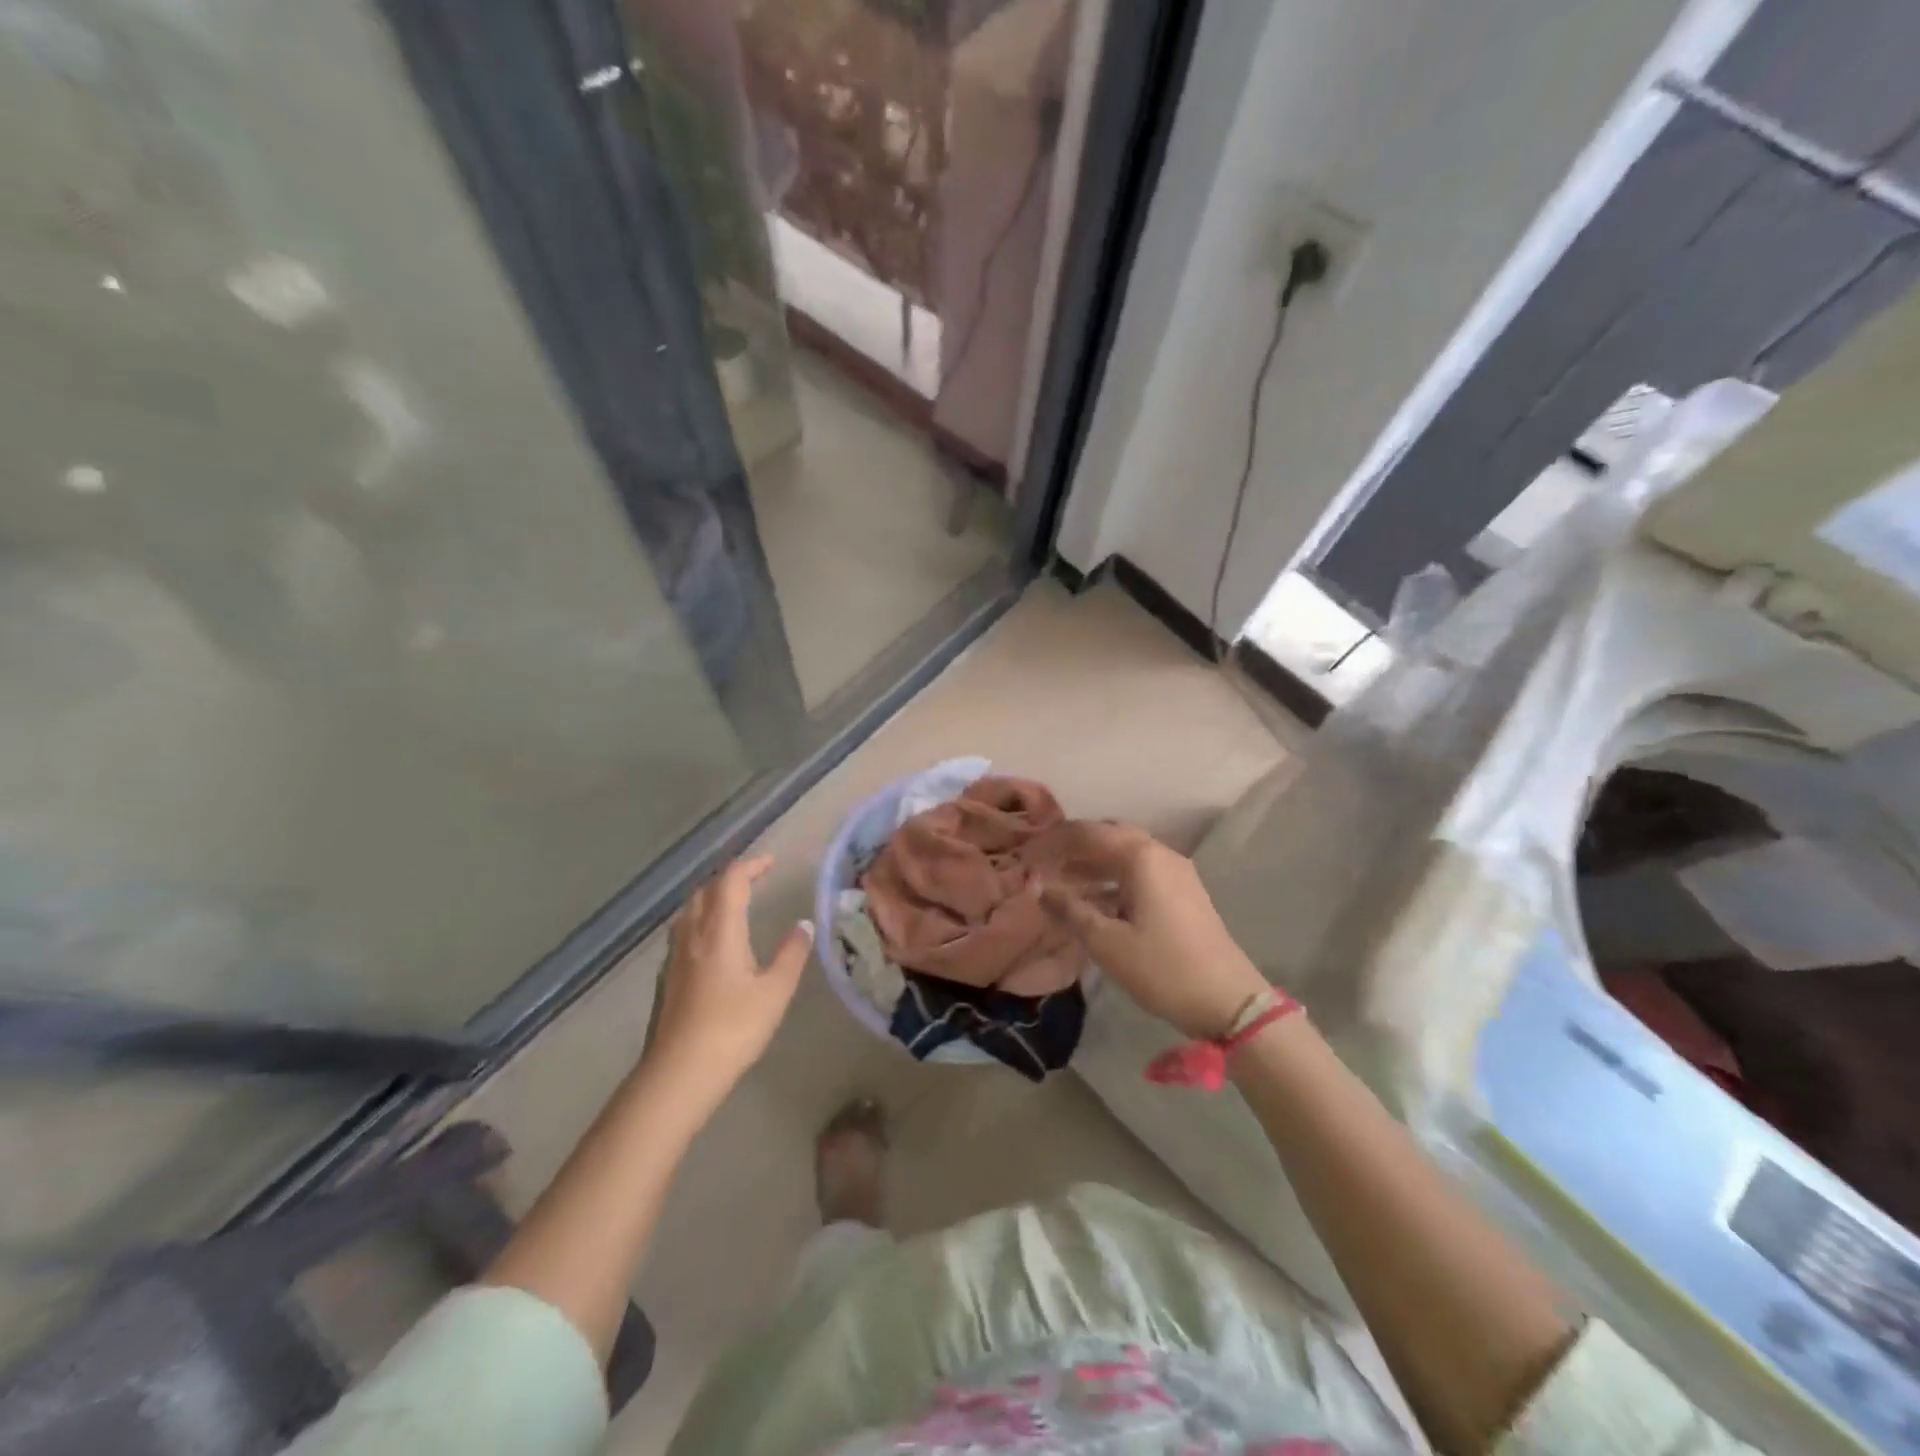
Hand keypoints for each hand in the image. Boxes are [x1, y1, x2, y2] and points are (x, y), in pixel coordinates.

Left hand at [646, 855, 812, 1103]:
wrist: (678, 1074)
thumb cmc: (733, 1029)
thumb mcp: (774, 992)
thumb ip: (791, 954)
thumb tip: (803, 925)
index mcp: (720, 931)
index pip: (731, 881)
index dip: (751, 865)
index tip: (771, 862)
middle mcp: (693, 935)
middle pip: (705, 890)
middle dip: (730, 878)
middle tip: (755, 879)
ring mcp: (674, 957)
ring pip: (689, 911)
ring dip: (712, 897)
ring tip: (734, 904)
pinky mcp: (666, 978)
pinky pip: (683, 932)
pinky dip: (701, 921)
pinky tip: (712, 942)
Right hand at [1040, 823, 1266, 1040]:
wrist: (1229, 1001)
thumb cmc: (1163, 969)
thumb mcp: (1107, 943)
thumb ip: (1070, 910)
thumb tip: (1040, 887)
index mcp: (1141, 857)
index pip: (1087, 833)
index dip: (1053, 841)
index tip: (1026, 856)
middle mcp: (1160, 854)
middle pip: (1108, 836)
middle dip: (1073, 847)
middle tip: (1043, 864)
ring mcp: (1176, 872)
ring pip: (1125, 855)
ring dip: (1092, 864)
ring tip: (1060, 883)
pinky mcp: (1183, 892)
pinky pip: (1139, 872)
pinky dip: (1112, 879)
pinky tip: (1093, 901)